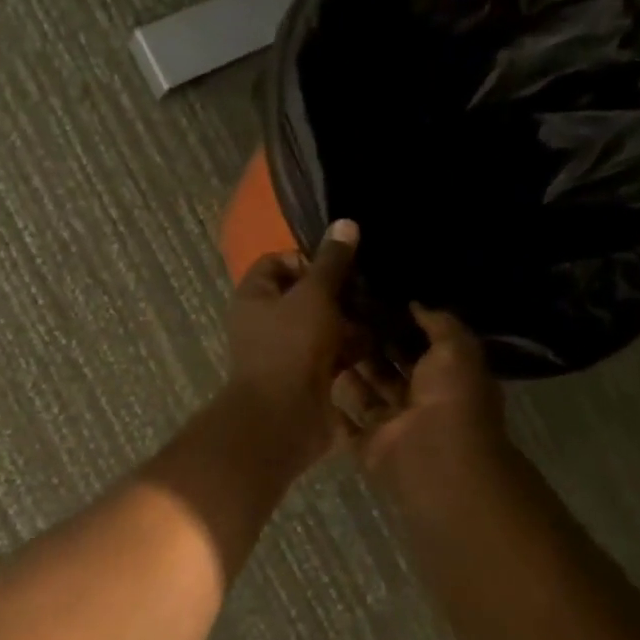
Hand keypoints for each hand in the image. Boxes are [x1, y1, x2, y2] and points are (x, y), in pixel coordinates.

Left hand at [224, 219, 362, 474]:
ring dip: (350, 320)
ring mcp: (287, 350)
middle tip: (372, 287)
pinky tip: (382, 340)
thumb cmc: (290, 346)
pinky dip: (353, 348)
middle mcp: (266, 320)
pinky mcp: (308, 376)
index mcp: (255, 295)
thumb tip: (345, 223)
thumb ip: (331, 262)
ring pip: (323, 325)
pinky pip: (333, 353)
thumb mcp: (314, 295)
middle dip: (338, 291)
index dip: (307, 257)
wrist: (283, 416)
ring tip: (385, 311)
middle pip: (304, 294)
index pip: (276, 262)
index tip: (340, 263)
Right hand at [332, 304, 508, 497]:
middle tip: (340, 315)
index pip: (420, 346)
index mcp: (447, 377)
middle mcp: (420, 401)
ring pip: (367, 393)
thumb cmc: (451, 397)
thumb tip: (415, 303)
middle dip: (370, 345)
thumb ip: (439, 323)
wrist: (434, 455)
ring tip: (322, 338)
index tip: (372, 300)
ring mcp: (393, 425)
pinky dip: (333, 408)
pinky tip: (312, 380)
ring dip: (351, 371)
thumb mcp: (456, 348)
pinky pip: (347, 424)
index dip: (399, 325)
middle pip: (390, 369)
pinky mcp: (368, 444)